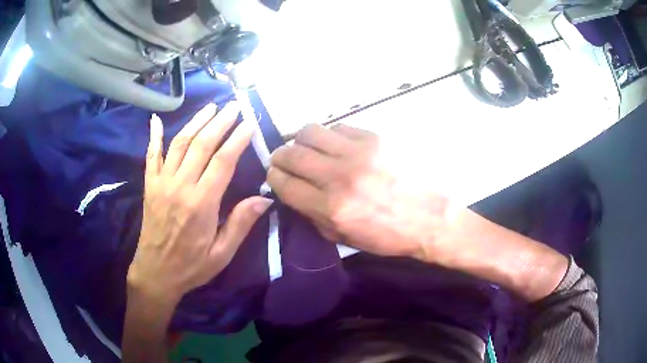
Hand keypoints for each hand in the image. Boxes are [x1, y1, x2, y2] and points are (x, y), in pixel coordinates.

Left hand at [127, 102, 272, 302]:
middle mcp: (180, 187)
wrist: (156, 273)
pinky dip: (154, 136)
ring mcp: (161, 183)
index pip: (223, 161)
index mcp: (201, 204)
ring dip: (196, 122)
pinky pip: (150, 156)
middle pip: (202, 145)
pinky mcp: (149, 186)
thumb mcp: (221, 254)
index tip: (249, 123)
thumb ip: (240, 224)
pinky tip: (155, 120)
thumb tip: (264, 198)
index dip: (238, 139)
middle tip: (233, 106)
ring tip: (210, 107)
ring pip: (179, 143)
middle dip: (220, 122)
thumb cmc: (191, 267)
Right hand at [268, 124, 568, 301]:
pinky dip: (330, 135)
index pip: (284, 183)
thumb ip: (312, 215)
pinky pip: (339, 126)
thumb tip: (293, 193)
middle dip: (280, 156)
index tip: (276, 175)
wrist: (430, 219)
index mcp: (331, 208)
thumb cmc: (388, 236)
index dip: (274, 177)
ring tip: (307, 148)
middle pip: (291, 153)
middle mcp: (339, 177)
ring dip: (301, 139)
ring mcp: (358, 153)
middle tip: (285, 160)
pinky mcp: (376, 138)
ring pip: (310, 131)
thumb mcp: (344, 239)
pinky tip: (336, 145)